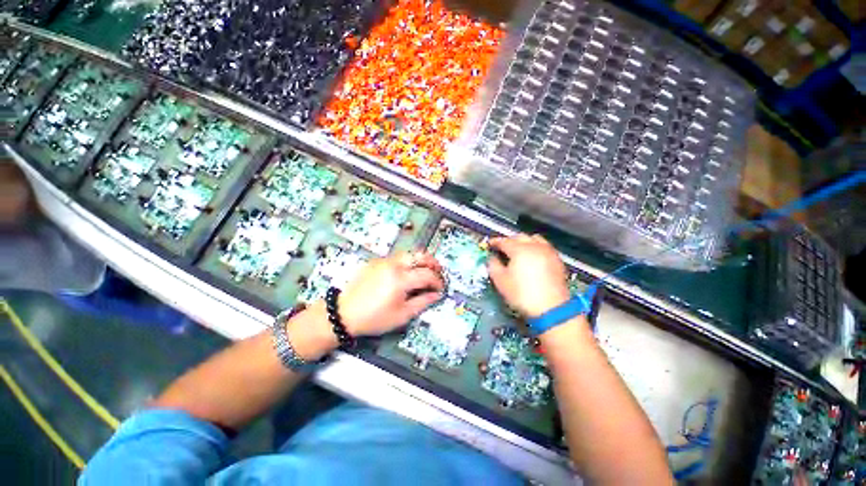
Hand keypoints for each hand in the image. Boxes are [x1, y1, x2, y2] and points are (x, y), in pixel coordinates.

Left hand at [339, 251, 444, 336]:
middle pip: (420, 255)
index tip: (441, 288)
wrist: (344, 313)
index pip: (427, 274)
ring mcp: (384, 260)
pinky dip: (407, 262)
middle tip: (438, 273)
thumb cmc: (374, 318)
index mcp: (400, 279)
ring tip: (424, 272)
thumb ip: (422, 302)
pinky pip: (397, 257)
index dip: (437, 281)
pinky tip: (407, 273)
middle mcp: (393, 265)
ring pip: (409, 253)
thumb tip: (436, 294)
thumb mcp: (401, 315)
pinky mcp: (376, 261)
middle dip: (433, 263)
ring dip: (420, 260)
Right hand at [488, 234, 570, 317]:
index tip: (489, 244)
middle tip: (502, 248)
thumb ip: (493, 265)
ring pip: (534, 239)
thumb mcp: (500, 281)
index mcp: (519, 249)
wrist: (552, 309)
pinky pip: (544, 247)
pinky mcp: (557, 260)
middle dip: (509, 240)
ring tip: (519, 250)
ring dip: (524, 241)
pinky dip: (536, 247)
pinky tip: (533, 257)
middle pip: (519, 237)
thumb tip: (492, 257)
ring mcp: (548, 252)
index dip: (495, 242)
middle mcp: (535, 246)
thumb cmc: (522, 294)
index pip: (504, 241)